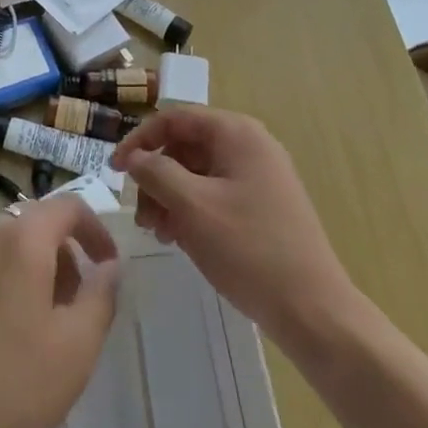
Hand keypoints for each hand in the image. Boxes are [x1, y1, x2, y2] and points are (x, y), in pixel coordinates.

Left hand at [0, 198, 118, 427]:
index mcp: (21, 241)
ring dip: (26, 267)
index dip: (95, 230)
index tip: (106, 266)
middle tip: (71, 304)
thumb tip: (108, 265)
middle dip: (60, 254)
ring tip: (33, 322)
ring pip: (0, 244)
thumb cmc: (12, 390)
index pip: (68, 207)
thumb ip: (101, 294)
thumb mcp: (77, 348)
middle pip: (32, 224)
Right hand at [112, 107, 357, 348]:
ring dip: (170, 197)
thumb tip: (134, 157)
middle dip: (156, 176)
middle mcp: (250, 145)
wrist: (312, 308)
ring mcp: (259, 176)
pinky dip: (192, 210)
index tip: (115, 171)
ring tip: (158, 232)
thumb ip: (156, 173)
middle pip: (186, 146)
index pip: (175, 119)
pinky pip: (216, 194)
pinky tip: (179, 239)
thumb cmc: (249, 249)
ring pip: (198, 173)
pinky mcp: (263, 205)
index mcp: (236, 133)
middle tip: (140, 214)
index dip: (140, 140)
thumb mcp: (192, 207)